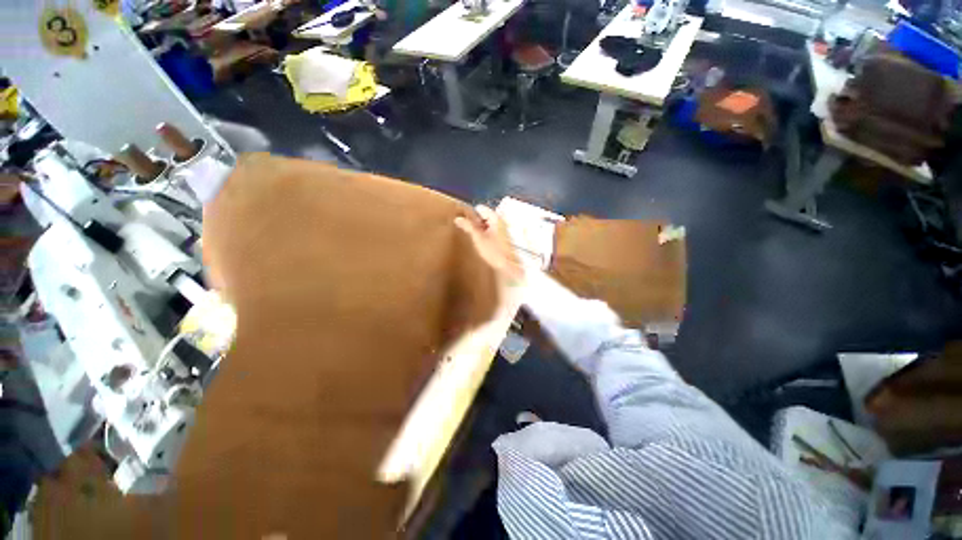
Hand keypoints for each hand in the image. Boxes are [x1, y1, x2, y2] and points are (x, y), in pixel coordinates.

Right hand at [455, 205, 524, 286]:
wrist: (510, 266)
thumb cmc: (494, 251)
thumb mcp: (478, 238)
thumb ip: (468, 226)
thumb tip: (457, 218)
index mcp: (496, 218)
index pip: (480, 209)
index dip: (471, 215)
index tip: (466, 224)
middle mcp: (501, 220)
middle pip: (484, 216)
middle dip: (476, 223)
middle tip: (471, 234)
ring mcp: (504, 229)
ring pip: (488, 224)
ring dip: (481, 229)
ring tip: (477, 239)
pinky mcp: (504, 237)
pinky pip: (492, 231)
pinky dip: (487, 234)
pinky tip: (484, 243)